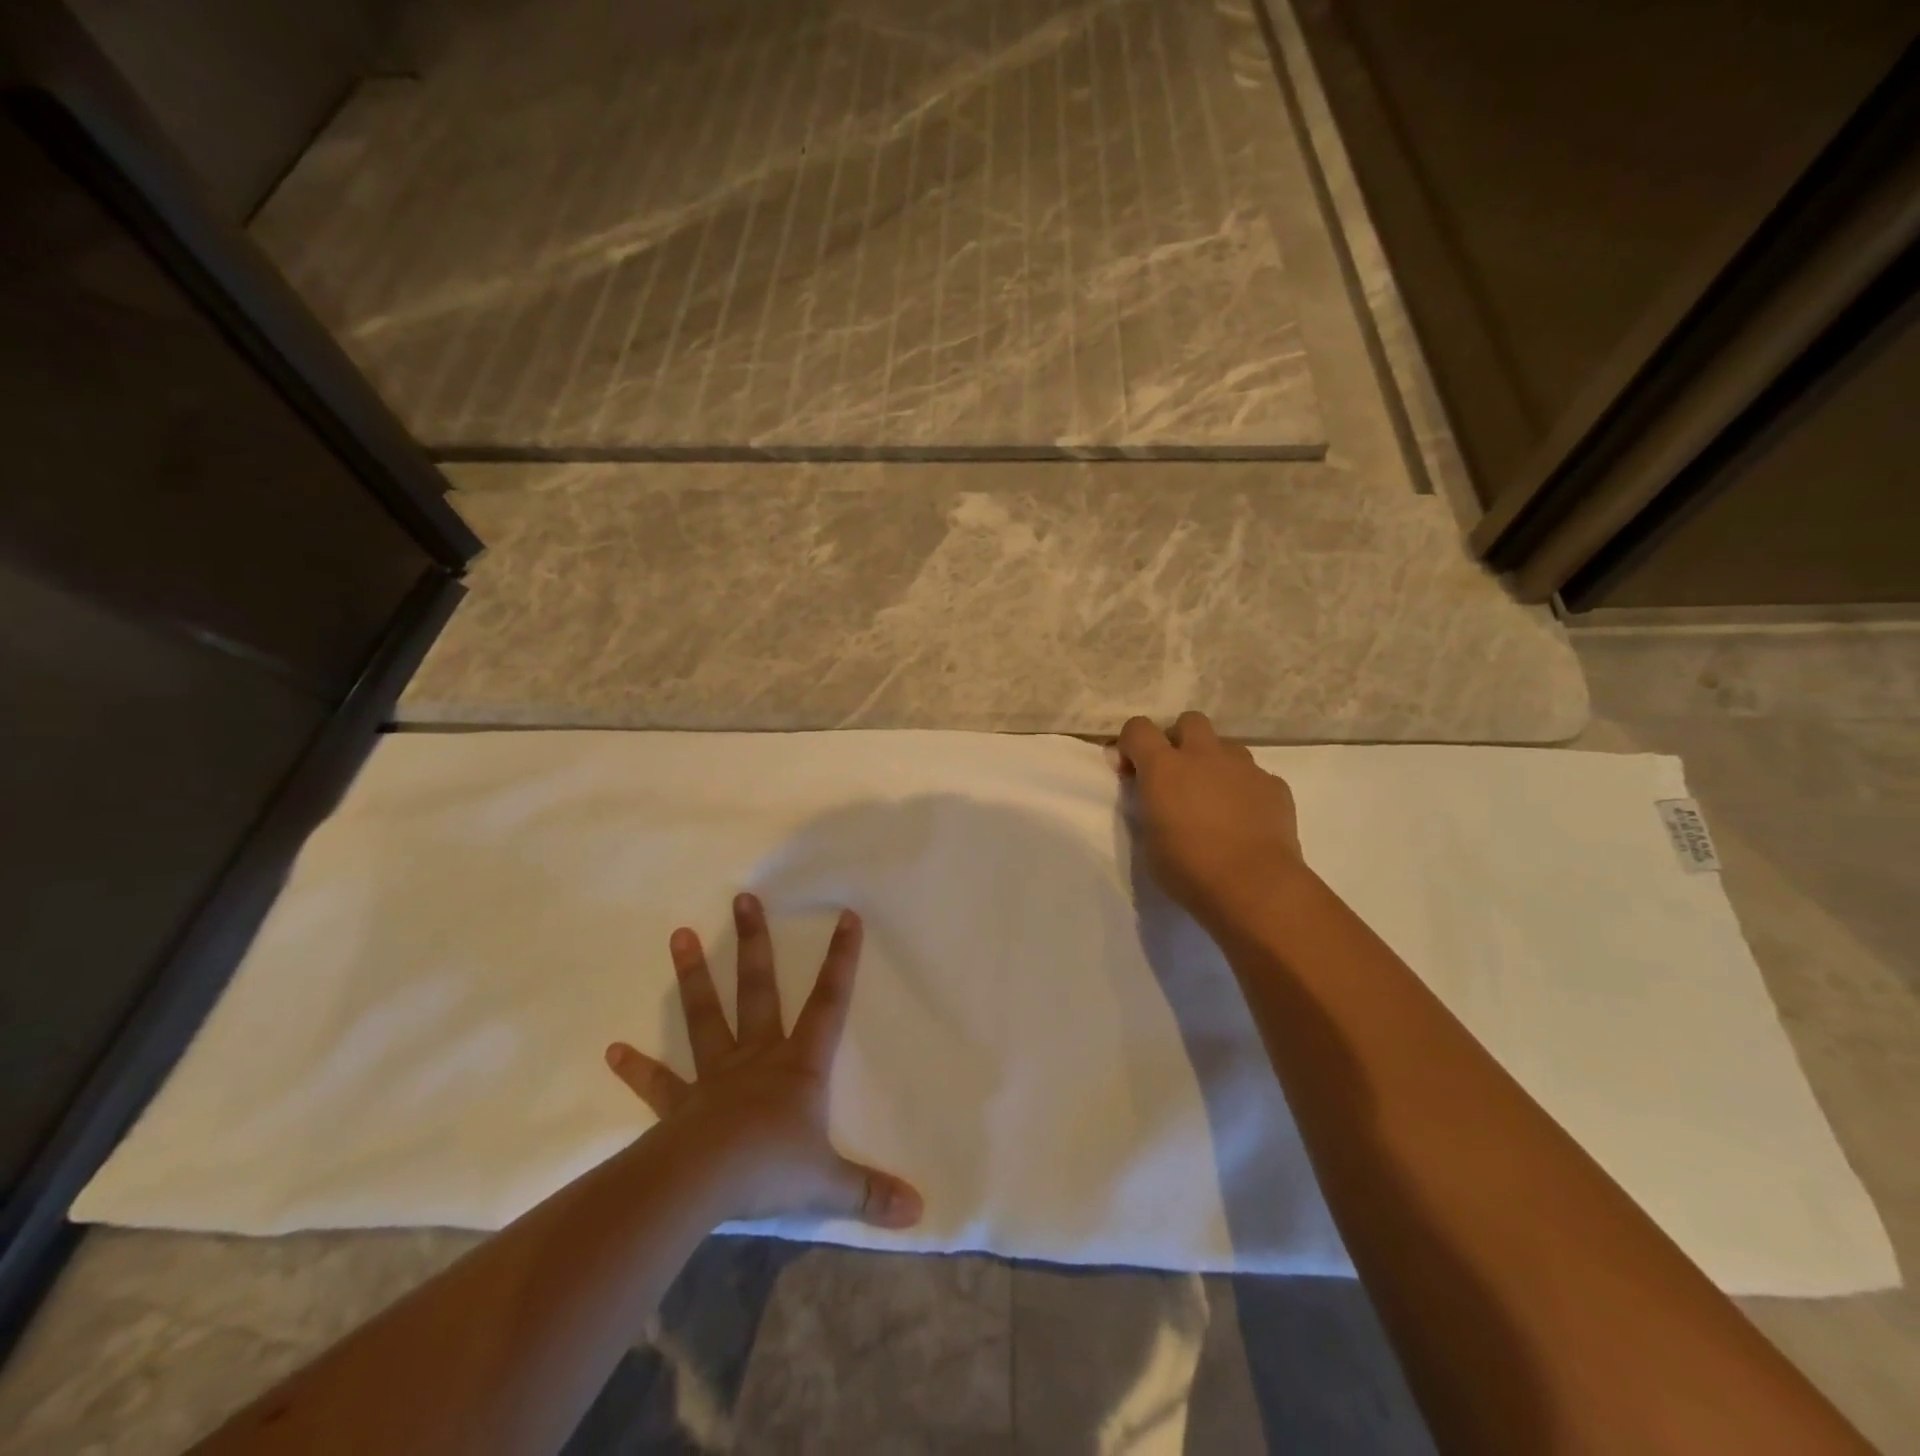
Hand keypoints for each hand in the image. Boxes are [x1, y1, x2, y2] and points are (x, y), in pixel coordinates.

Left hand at [605, 893, 922, 1229]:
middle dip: (754, 943)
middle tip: (742, 899)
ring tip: (679, 935)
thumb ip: (871, 1192)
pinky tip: (613, 1051)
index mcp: (799, 1065)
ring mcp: (716, 1076)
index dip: (841, 959)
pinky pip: (659, 1083)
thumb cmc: (771, 1169)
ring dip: (693, 977)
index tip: (846, 917)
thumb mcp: (829, 1182)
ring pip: (706, 1016)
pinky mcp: (681, 1104)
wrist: (704, 1185)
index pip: (830, 1002)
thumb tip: (920, 1212)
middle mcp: (757, 1057)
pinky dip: (637, 1068)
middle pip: (758, 989)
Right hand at [1115, 712, 1308, 932]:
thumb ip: (1148, 808)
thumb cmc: (1189, 868)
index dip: (1131, 743)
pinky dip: (1246, 789)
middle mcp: (1204, 756)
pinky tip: (1246, 820)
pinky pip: (1255, 776)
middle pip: (1190, 721)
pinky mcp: (1275, 786)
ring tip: (1215, 800)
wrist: (1255, 886)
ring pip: (1226, 747)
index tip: (1132, 771)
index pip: (1138, 728)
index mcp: (1164, 768)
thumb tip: (1152, 796)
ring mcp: (1244, 768)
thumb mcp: (1149, 840)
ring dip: (1215, 764)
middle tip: (1177, 775)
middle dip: (1180, 740)